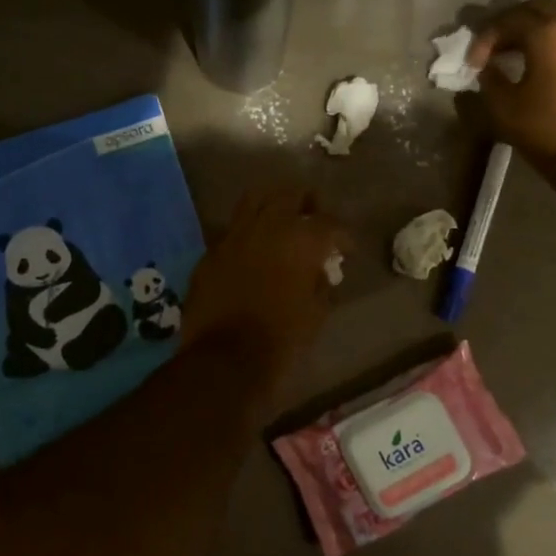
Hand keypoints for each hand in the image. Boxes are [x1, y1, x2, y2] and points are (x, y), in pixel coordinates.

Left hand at [183, 185, 345, 390]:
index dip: (342, 235)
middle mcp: (267, 226)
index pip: (329, 222)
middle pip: (290, 194)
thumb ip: (321, 282)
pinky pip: (232, 230)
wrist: (225, 360)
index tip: (346, 249)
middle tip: (314, 221)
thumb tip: (320, 270)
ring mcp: (233, 236)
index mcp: (300, 239)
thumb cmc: (281, 340)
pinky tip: (252, 250)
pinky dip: (247, 232)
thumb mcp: (316, 313)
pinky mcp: (210, 252)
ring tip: (281, 221)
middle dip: (307, 204)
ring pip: (255, 199)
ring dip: (272, 205)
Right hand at [468, 0, 555, 175]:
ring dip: (540, 32)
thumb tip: (487, 69)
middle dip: (514, 23)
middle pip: (540, 7)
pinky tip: (550, 70)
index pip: (508, 19)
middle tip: (497, 48)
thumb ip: (490, 80)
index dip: (485, 39)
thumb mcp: (504, 108)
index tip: (473, 65)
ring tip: (522, 58)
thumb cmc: (547, 128)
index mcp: (548, 33)